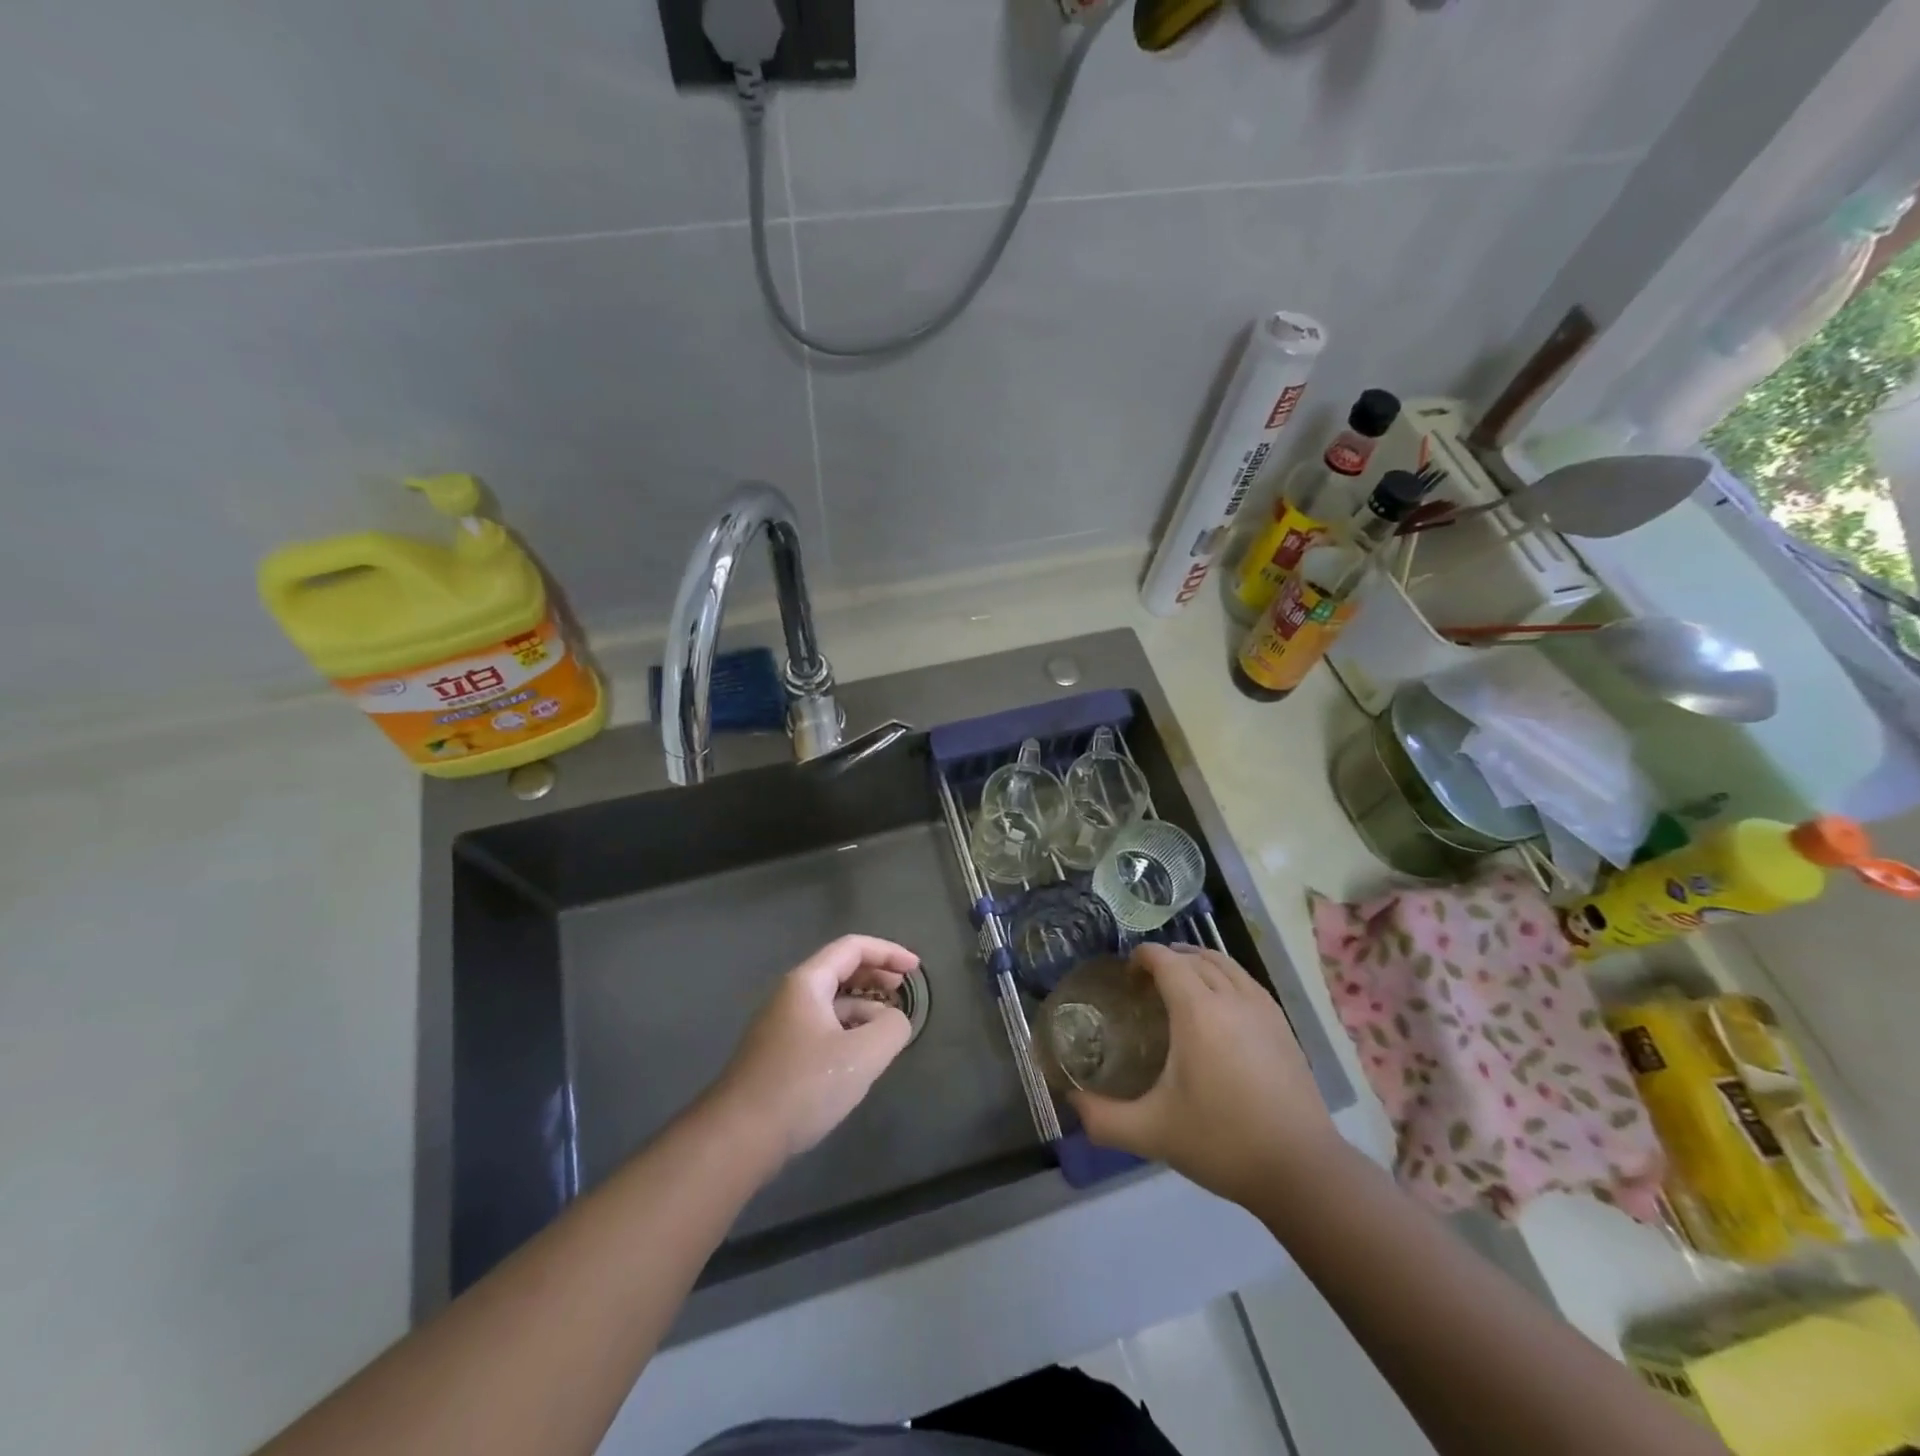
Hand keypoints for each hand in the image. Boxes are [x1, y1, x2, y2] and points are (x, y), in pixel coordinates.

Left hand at [711, 935, 918, 1160]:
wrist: (738, 1137)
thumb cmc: (803, 1085)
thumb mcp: (863, 1054)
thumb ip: (891, 1028)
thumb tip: (895, 1020)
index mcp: (807, 983)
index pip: (852, 948)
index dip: (888, 952)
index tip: (915, 969)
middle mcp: (791, 996)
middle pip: (840, 970)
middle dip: (876, 975)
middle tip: (904, 990)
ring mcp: (782, 1026)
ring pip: (831, 1002)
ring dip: (864, 1006)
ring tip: (890, 1028)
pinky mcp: (779, 1055)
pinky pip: (822, 1027)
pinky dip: (848, 1029)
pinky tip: (862, 1056)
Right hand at [1069, 944, 1340, 1207]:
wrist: (1301, 1171)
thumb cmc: (1222, 1143)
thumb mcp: (1152, 1133)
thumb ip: (1103, 1118)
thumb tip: (1072, 1102)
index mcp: (1198, 1011)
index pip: (1166, 960)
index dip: (1142, 957)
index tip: (1126, 975)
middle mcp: (1232, 998)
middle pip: (1196, 956)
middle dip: (1168, 958)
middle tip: (1147, 982)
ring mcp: (1264, 1010)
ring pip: (1227, 964)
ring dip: (1199, 962)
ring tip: (1181, 984)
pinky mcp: (1284, 1027)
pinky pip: (1248, 982)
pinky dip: (1226, 978)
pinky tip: (1221, 1007)